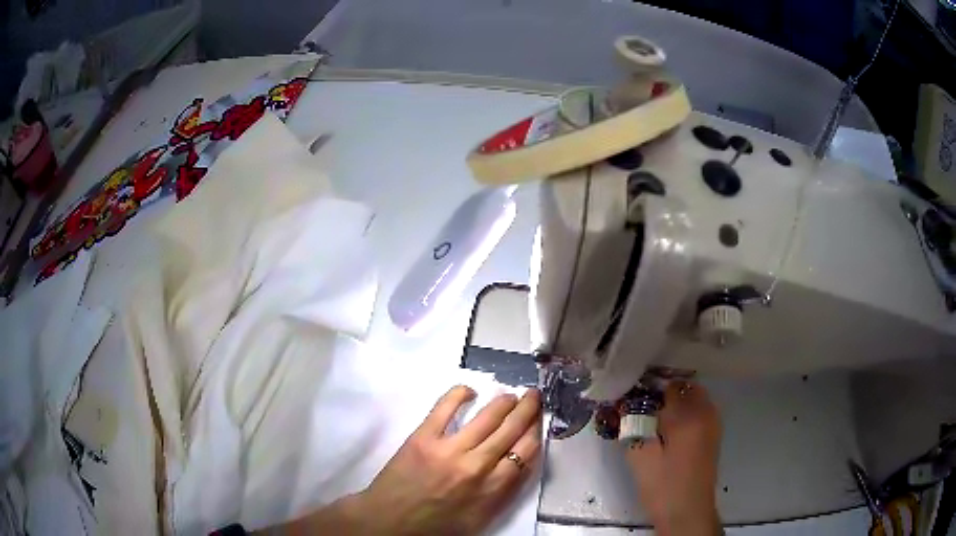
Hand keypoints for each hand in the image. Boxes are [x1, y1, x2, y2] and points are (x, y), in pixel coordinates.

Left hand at [287, 385, 541, 535]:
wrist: (390, 522)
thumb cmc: (437, 526)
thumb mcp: (480, 518)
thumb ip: (503, 492)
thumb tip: (519, 462)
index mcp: (493, 489)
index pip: (526, 452)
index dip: (536, 431)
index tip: (540, 420)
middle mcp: (478, 466)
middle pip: (511, 430)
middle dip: (527, 409)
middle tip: (534, 395)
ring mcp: (450, 449)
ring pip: (487, 417)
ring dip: (504, 402)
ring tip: (511, 394)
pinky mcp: (423, 437)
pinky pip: (446, 407)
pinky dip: (460, 394)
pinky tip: (469, 390)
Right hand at [625, 382, 721, 535]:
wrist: (687, 512)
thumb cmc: (663, 486)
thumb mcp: (640, 456)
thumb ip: (633, 426)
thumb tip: (626, 406)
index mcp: (689, 415)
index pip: (670, 386)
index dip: (650, 388)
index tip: (633, 397)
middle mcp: (706, 413)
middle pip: (686, 387)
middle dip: (665, 392)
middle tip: (643, 407)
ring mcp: (713, 424)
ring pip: (695, 398)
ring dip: (676, 401)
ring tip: (654, 418)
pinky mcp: (713, 436)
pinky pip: (700, 411)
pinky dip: (685, 412)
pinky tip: (668, 430)